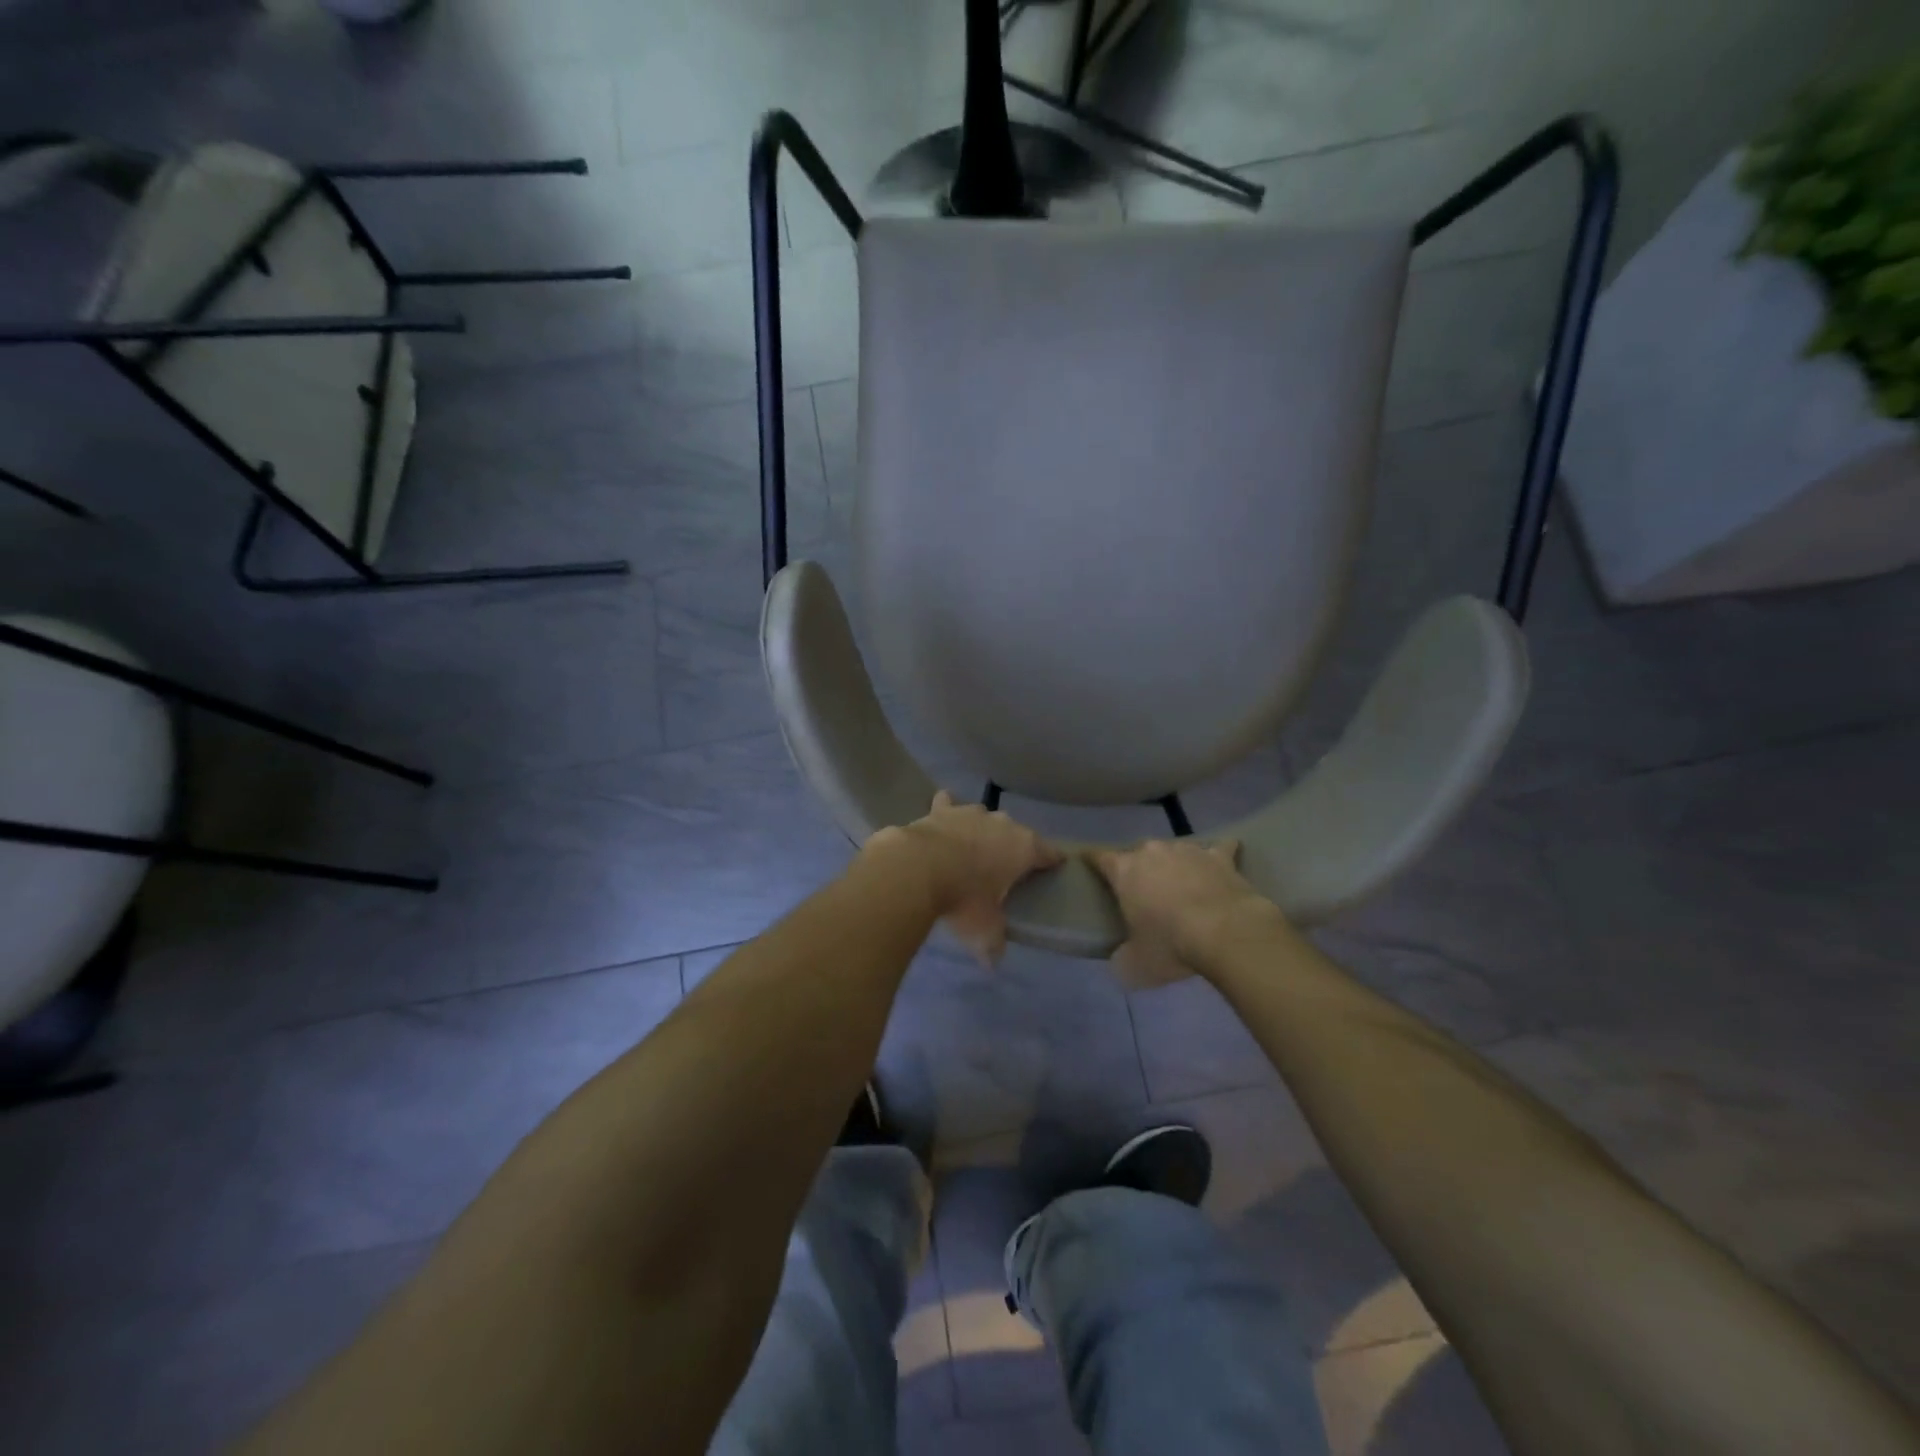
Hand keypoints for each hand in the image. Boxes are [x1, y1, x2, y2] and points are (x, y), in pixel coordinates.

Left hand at [867, 791, 1063, 962]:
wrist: (918, 868)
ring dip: (982, 830)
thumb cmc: (964, 899)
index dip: (1052, 861)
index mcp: (1024, 848)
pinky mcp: (941, 810)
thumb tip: (993, 962)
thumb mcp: (984, 931)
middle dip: (1013, 847)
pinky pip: (948, 804)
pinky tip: (942, 812)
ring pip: (984, 817)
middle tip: (1005, 868)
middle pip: (1017, 833)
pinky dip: (947, 808)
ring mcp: (971, 813)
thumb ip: (993, 944)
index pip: (1049, 853)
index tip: (1054, 868)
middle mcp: (1002, 823)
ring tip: (974, 848)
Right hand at [1089, 838, 1279, 987]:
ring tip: (1180, 881)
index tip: (1087, 859)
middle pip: (1139, 852)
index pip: (1100, 857)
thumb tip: (1122, 958)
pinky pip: (1218, 849)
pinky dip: (1217, 855)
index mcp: (1124, 871)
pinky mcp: (1219, 856)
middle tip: (1144, 888)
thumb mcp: (1135, 963)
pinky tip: (1222, 860)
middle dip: (1140, 867)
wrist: (1226, 932)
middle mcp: (1152, 852)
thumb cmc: (1171, 945)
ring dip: (1174, 862)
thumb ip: (1123, 955)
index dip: (1092, 859)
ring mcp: (1187, 850)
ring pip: (1174, 849)